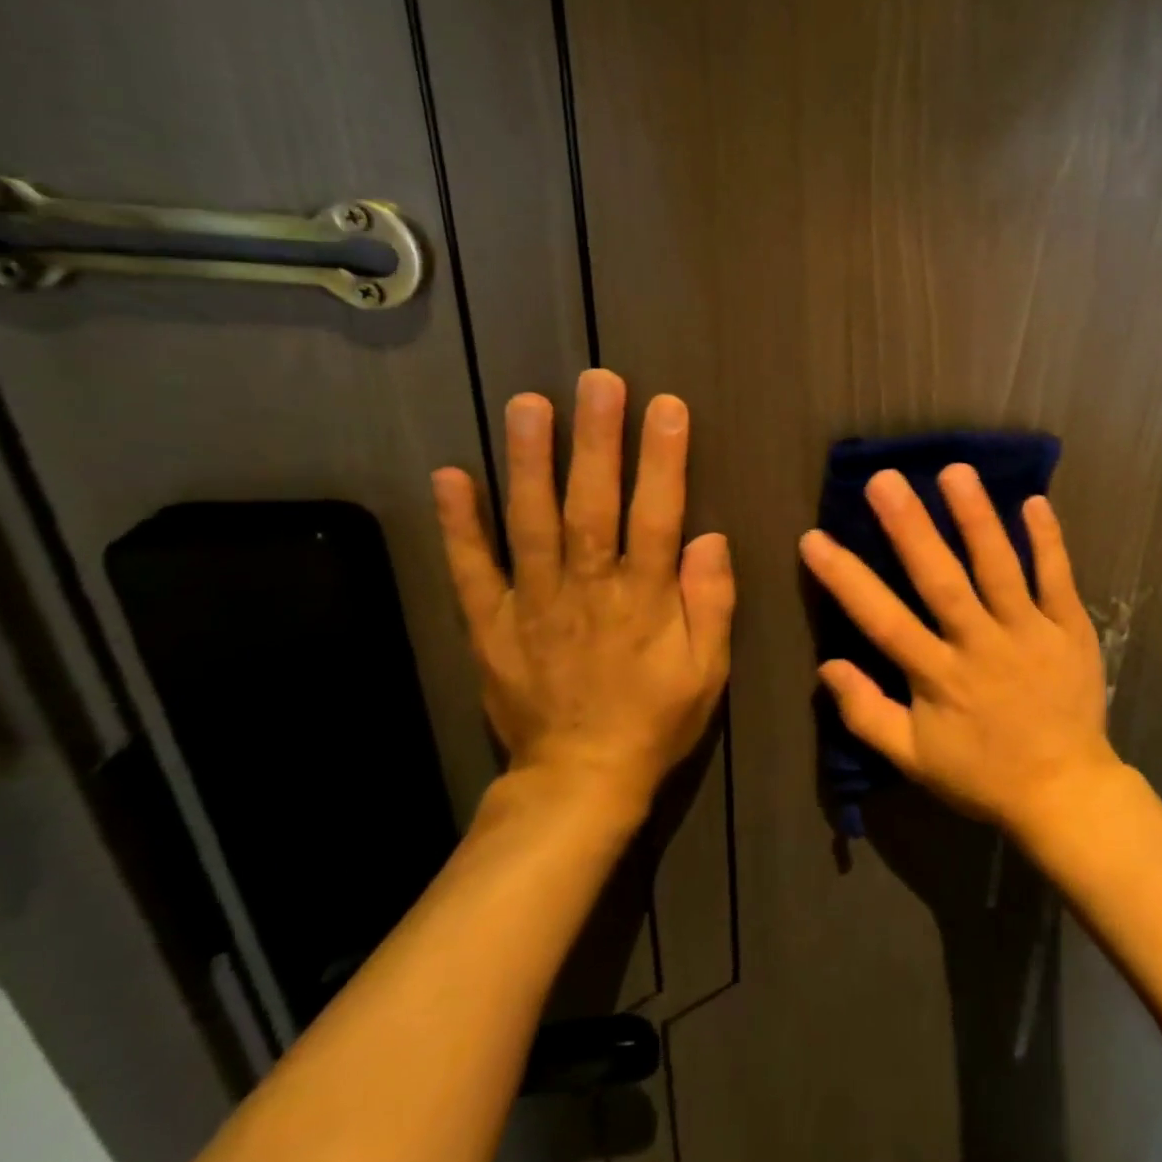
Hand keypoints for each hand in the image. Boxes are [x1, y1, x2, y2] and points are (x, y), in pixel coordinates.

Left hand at [431, 370, 733, 818]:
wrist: (579, 780)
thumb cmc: (656, 719)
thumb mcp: (707, 671)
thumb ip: (710, 603)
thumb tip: (709, 538)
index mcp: (643, 601)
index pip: (656, 517)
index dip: (663, 460)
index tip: (666, 407)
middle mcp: (586, 591)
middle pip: (591, 506)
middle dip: (596, 440)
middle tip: (596, 381)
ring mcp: (531, 604)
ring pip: (530, 524)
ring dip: (528, 462)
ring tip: (528, 404)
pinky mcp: (491, 624)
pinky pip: (472, 570)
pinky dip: (459, 524)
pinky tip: (451, 475)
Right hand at [799, 465, 1115, 833]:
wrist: (1065, 792)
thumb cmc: (982, 774)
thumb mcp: (914, 758)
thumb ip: (867, 714)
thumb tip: (826, 667)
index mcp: (938, 677)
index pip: (883, 621)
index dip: (846, 580)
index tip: (814, 538)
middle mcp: (980, 645)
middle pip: (941, 581)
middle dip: (911, 529)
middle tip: (884, 480)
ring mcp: (1029, 632)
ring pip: (999, 569)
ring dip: (977, 519)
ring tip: (955, 472)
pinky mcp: (1069, 628)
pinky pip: (1058, 579)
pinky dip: (1048, 541)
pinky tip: (1034, 500)